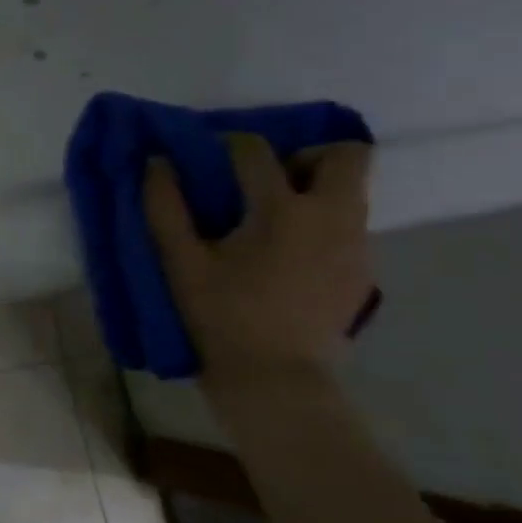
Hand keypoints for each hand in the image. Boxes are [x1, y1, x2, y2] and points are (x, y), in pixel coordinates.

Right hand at [145, 135, 372, 382]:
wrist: (274, 378)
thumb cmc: (219, 316)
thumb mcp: (179, 262)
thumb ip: (165, 206)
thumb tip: (157, 162)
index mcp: (282, 211)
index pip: (257, 151)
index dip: (229, 144)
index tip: (208, 157)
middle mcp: (331, 217)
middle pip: (344, 154)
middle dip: (303, 156)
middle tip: (264, 182)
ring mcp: (356, 245)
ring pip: (350, 191)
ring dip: (312, 190)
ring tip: (269, 219)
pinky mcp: (363, 271)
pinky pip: (347, 226)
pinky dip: (319, 223)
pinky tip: (284, 255)